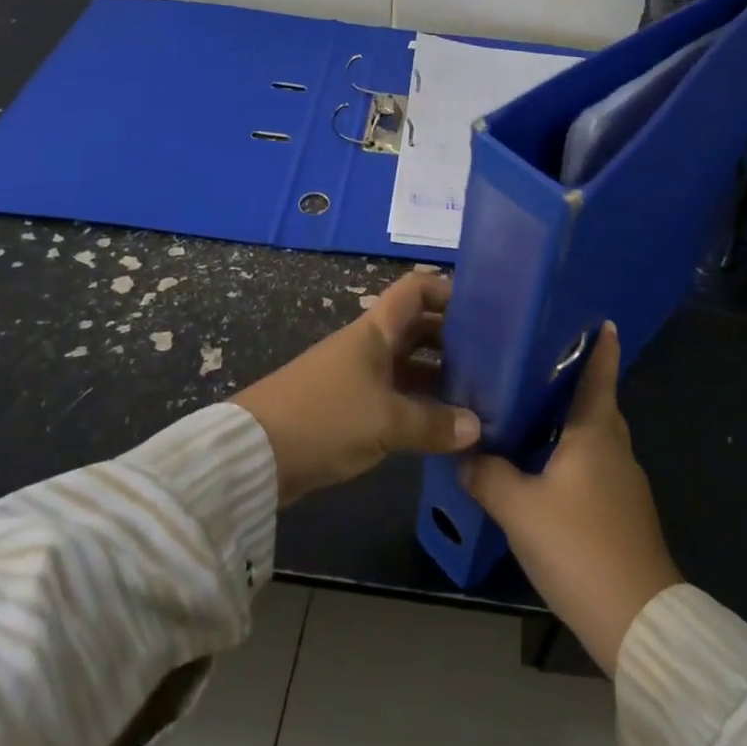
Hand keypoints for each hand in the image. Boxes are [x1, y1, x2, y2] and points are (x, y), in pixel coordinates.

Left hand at [234, 271, 480, 506]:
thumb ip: (433, 424)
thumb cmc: (324, 418)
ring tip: (477, 396)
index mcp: (375, 330)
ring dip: (438, 376)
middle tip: (491, 360)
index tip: (482, 310)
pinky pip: (395, 395)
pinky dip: (418, 404)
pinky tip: (443, 426)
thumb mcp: (385, 422)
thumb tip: (477, 427)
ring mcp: (358, 375)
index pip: (415, 290)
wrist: (254, 455)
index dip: (446, 291)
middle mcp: (369, 345)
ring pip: (408, 365)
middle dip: (452, 339)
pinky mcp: (349, 406)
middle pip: (416, 328)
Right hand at [460, 322, 681, 676]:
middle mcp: (615, 448)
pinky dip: (572, 453)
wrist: (637, 622)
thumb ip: (487, 474)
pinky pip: (594, 465)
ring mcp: (624, 483)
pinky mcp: (622, 512)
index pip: (601, 374)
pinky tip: (544, 466)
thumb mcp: (520, 509)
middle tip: (536, 362)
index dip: (601, 346)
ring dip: (569, 420)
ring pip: (595, 436)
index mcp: (596, 432)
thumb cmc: (580, 546)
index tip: (600, 319)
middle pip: (597, 403)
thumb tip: (463, 451)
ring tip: (530, 409)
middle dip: (574, 381)